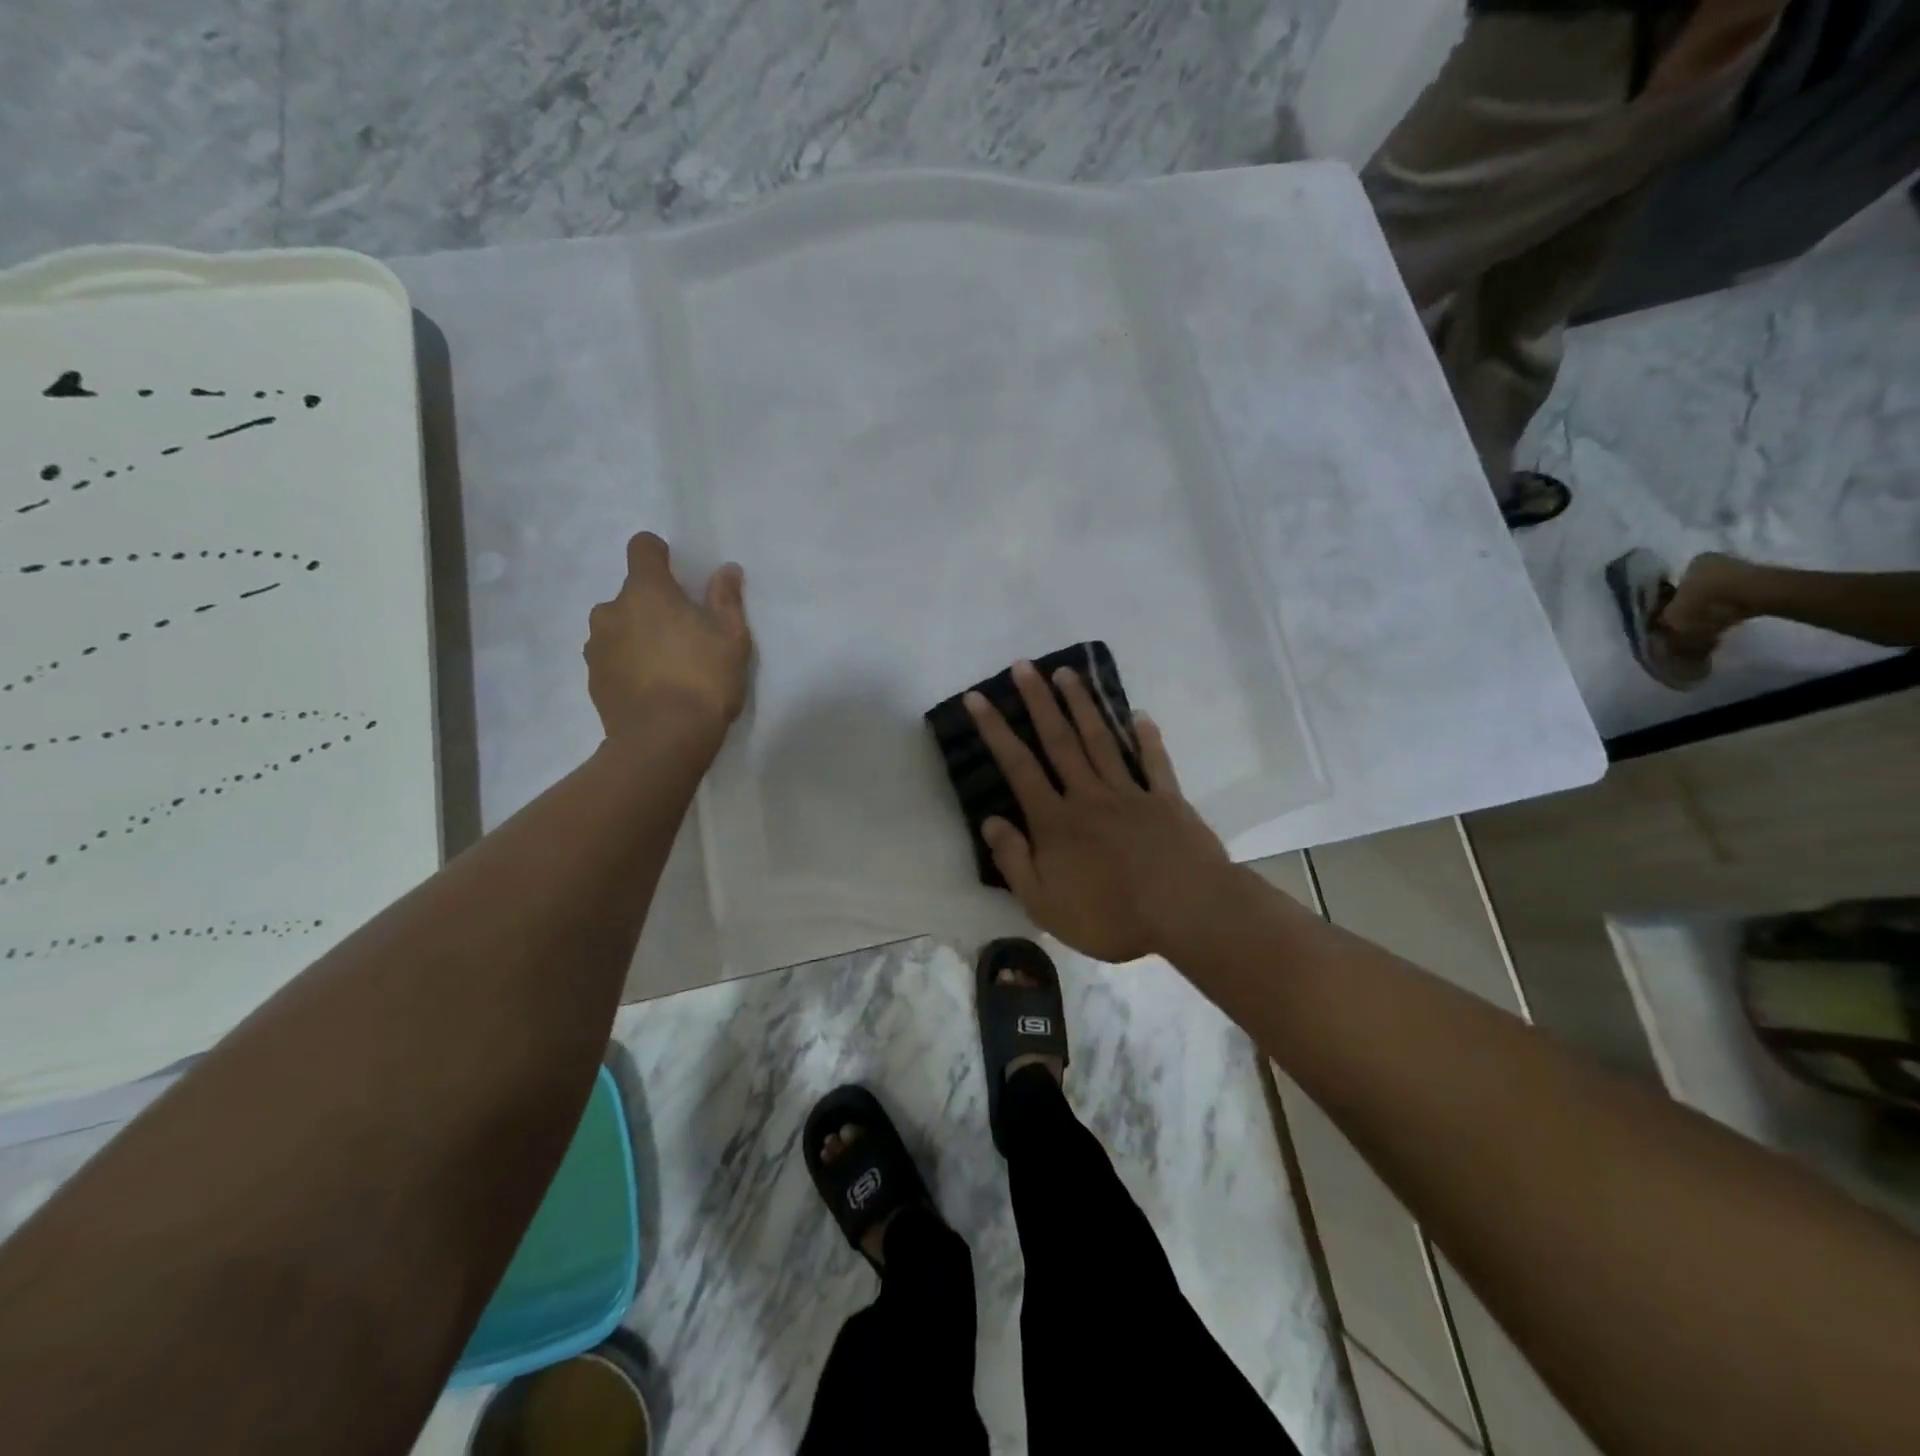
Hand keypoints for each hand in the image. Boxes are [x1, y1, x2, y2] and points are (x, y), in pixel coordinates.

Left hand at [585, 532, 751, 743]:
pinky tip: (652, 688)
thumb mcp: (732, 640)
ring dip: (638, 635)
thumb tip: (725, 570)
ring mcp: (596, 645)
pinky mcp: (592, 677)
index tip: (679, 575)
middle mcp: (611, 610)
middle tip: (685, 635)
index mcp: (647, 592)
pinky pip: (611, 656)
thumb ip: (726, 600)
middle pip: (632, 593)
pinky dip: (628, 663)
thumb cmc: (703, 682)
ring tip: (666, 667)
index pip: (642, 548)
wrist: (662, 741)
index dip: (660, 555)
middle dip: (654, 605)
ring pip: (619, 626)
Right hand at [966, 661, 1231, 963]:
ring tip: (1066, 674)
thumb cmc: (1110, 916)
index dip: (995, 730)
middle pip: (1059, 740)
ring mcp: (1130, 793)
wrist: (1186, 913)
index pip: (1018, 766)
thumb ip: (1014, 860)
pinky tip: (1139, 716)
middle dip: (1038, 701)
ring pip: (1100, 740)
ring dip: (1082, 705)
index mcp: (1055, 821)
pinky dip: (1146, 738)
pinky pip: (1153, 762)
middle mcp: (1088, 795)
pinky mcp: (1167, 800)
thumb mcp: (1044, 904)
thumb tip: (990, 820)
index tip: (978, 697)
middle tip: (1023, 666)